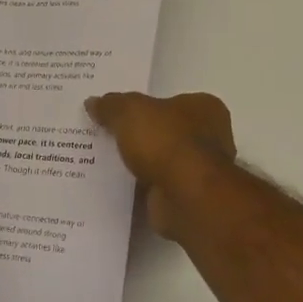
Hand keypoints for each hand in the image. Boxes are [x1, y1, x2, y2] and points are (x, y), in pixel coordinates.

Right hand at [84, 90, 236, 238]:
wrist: (187, 199)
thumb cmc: (167, 143)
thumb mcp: (130, 112)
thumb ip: (112, 105)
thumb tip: (93, 102)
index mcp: (204, 108)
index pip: (171, 101)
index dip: (145, 106)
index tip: (118, 113)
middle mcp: (209, 138)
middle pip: (165, 132)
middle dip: (139, 137)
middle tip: (103, 137)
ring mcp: (199, 172)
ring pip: (160, 162)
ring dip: (138, 165)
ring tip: (101, 163)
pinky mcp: (186, 199)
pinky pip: (155, 188)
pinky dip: (139, 189)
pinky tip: (114, 188)